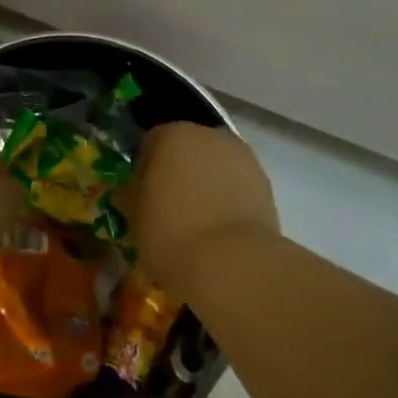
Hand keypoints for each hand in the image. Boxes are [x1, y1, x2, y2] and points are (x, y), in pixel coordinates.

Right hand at [126, 123, 279, 284]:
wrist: (232, 263)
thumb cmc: (171, 233)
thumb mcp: (134, 217)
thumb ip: (132, 195)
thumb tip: (132, 192)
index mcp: (172, 135)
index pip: (151, 143)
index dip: (144, 170)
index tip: (141, 197)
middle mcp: (210, 136)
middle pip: (187, 149)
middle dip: (178, 172)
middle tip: (169, 208)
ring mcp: (243, 158)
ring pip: (215, 167)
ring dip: (206, 185)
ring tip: (198, 223)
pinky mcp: (266, 184)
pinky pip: (237, 186)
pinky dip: (228, 200)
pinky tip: (221, 230)